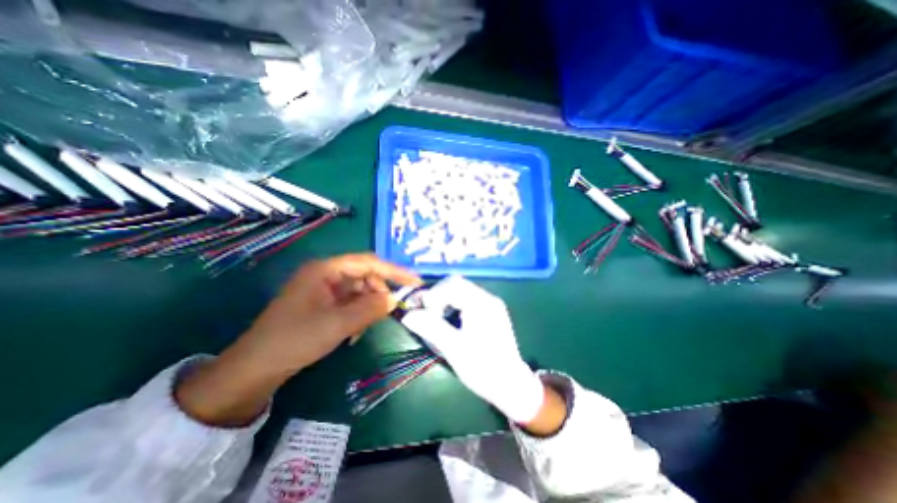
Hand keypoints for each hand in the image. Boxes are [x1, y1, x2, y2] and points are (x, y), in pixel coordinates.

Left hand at [236, 255, 421, 372]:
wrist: (255, 368)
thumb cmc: (294, 340)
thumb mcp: (337, 324)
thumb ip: (370, 309)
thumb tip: (394, 299)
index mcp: (325, 270)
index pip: (368, 263)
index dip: (393, 271)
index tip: (414, 281)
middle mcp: (326, 274)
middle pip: (364, 276)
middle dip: (378, 292)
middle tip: (388, 310)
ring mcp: (324, 289)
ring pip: (359, 291)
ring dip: (368, 306)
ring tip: (365, 327)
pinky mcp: (323, 304)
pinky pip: (350, 303)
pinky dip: (358, 314)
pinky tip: (355, 331)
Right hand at [402, 277, 546, 425]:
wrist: (511, 384)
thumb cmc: (483, 368)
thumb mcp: (454, 349)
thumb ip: (431, 329)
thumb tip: (408, 315)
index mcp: (481, 304)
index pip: (452, 285)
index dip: (434, 296)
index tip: (427, 316)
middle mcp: (488, 298)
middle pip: (457, 284)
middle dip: (438, 297)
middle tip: (430, 316)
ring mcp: (491, 304)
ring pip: (461, 291)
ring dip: (445, 301)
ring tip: (439, 320)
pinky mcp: (491, 312)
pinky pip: (468, 300)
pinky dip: (454, 306)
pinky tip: (452, 323)